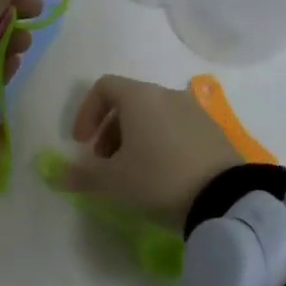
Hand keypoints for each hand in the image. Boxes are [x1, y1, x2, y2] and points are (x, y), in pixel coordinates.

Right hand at [60, 76, 240, 228]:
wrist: (224, 198)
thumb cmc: (158, 179)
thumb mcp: (113, 181)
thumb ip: (83, 175)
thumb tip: (60, 176)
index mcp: (139, 97)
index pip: (104, 87)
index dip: (86, 112)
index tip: (81, 143)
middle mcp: (167, 95)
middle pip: (129, 102)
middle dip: (109, 129)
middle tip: (104, 161)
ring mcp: (194, 110)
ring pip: (153, 115)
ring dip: (134, 137)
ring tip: (132, 171)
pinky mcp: (213, 130)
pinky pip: (176, 127)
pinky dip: (160, 142)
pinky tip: (161, 174)